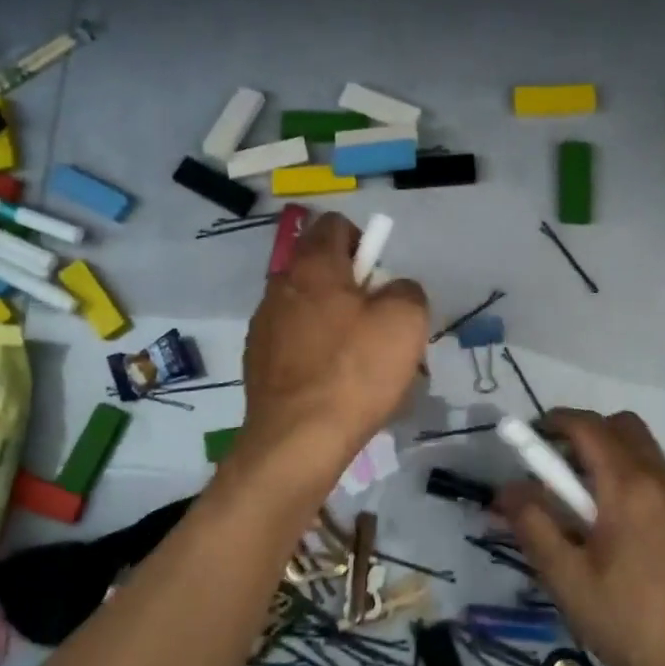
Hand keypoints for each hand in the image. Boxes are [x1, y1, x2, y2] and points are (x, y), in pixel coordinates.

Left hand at [240, 212, 429, 470]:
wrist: (298, 440)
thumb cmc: (355, 371)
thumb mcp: (405, 321)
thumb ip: (406, 290)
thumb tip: (393, 291)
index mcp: (312, 266)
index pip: (334, 225)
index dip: (363, 240)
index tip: (381, 276)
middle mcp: (280, 287)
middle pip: (320, 270)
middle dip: (353, 289)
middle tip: (379, 324)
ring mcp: (263, 326)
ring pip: (308, 310)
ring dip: (335, 324)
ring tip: (362, 363)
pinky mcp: (258, 363)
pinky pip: (295, 344)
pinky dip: (316, 353)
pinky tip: (336, 386)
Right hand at [497, 409, 664, 665]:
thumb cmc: (629, 625)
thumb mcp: (566, 579)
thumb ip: (532, 524)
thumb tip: (507, 489)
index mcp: (630, 487)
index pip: (588, 426)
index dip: (554, 422)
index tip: (531, 437)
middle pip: (625, 428)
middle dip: (588, 435)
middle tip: (561, 473)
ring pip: (649, 457)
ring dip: (615, 463)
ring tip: (592, 515)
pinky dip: (641, 490)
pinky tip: (631, 542)